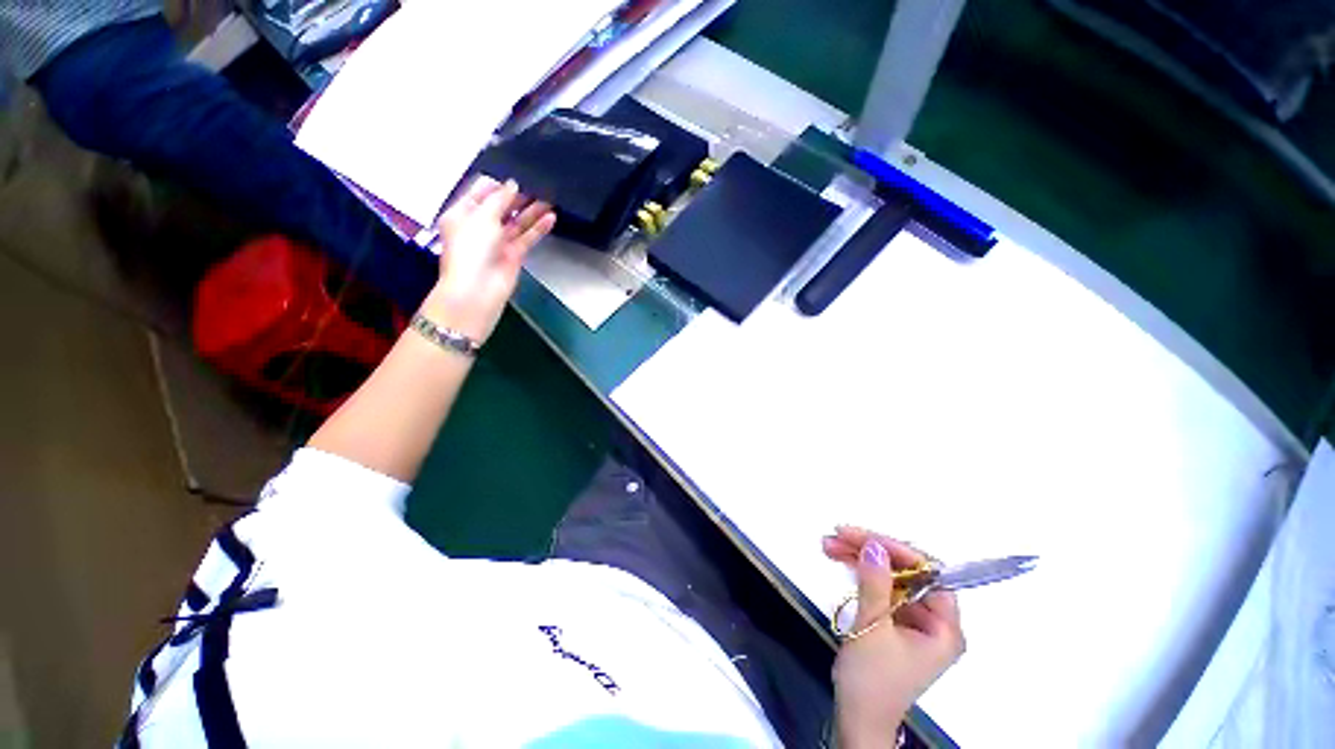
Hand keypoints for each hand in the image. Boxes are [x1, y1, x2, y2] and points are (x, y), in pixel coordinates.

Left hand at [422, 176, 554, 340]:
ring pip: (517, 222)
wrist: (478, 289)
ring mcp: (498, 241)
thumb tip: (513, 185)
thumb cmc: (471, 248)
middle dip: (517, 196)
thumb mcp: (482, 216)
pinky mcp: (514, 254)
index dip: (497, 182)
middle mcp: (480, 225)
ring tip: (549, 197)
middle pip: (501, 206)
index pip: (481, 192)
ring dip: (532, 210)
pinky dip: (539, 228)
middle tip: (537, 183)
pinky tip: (551, 217)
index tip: (516, 172)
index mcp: (462, 213)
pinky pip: (528, 237)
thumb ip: (500, 199)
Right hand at [822, 526, 964, 748]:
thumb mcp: (872, 629)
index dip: (897, 551)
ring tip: (829, 543)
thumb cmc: (870, 680)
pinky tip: (839, 559)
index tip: (863, 537)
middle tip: (838, 535)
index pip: (929, 574)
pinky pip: (881, 587)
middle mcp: (934, 620)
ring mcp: (914, 621)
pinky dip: (860, 573)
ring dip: (859, 558)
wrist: (856, 718)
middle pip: (906, 572)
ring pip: (890, 576)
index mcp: (944, 628)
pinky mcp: (895, 622)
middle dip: (871, 550)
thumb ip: (875, 584)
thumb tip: (874, 545)